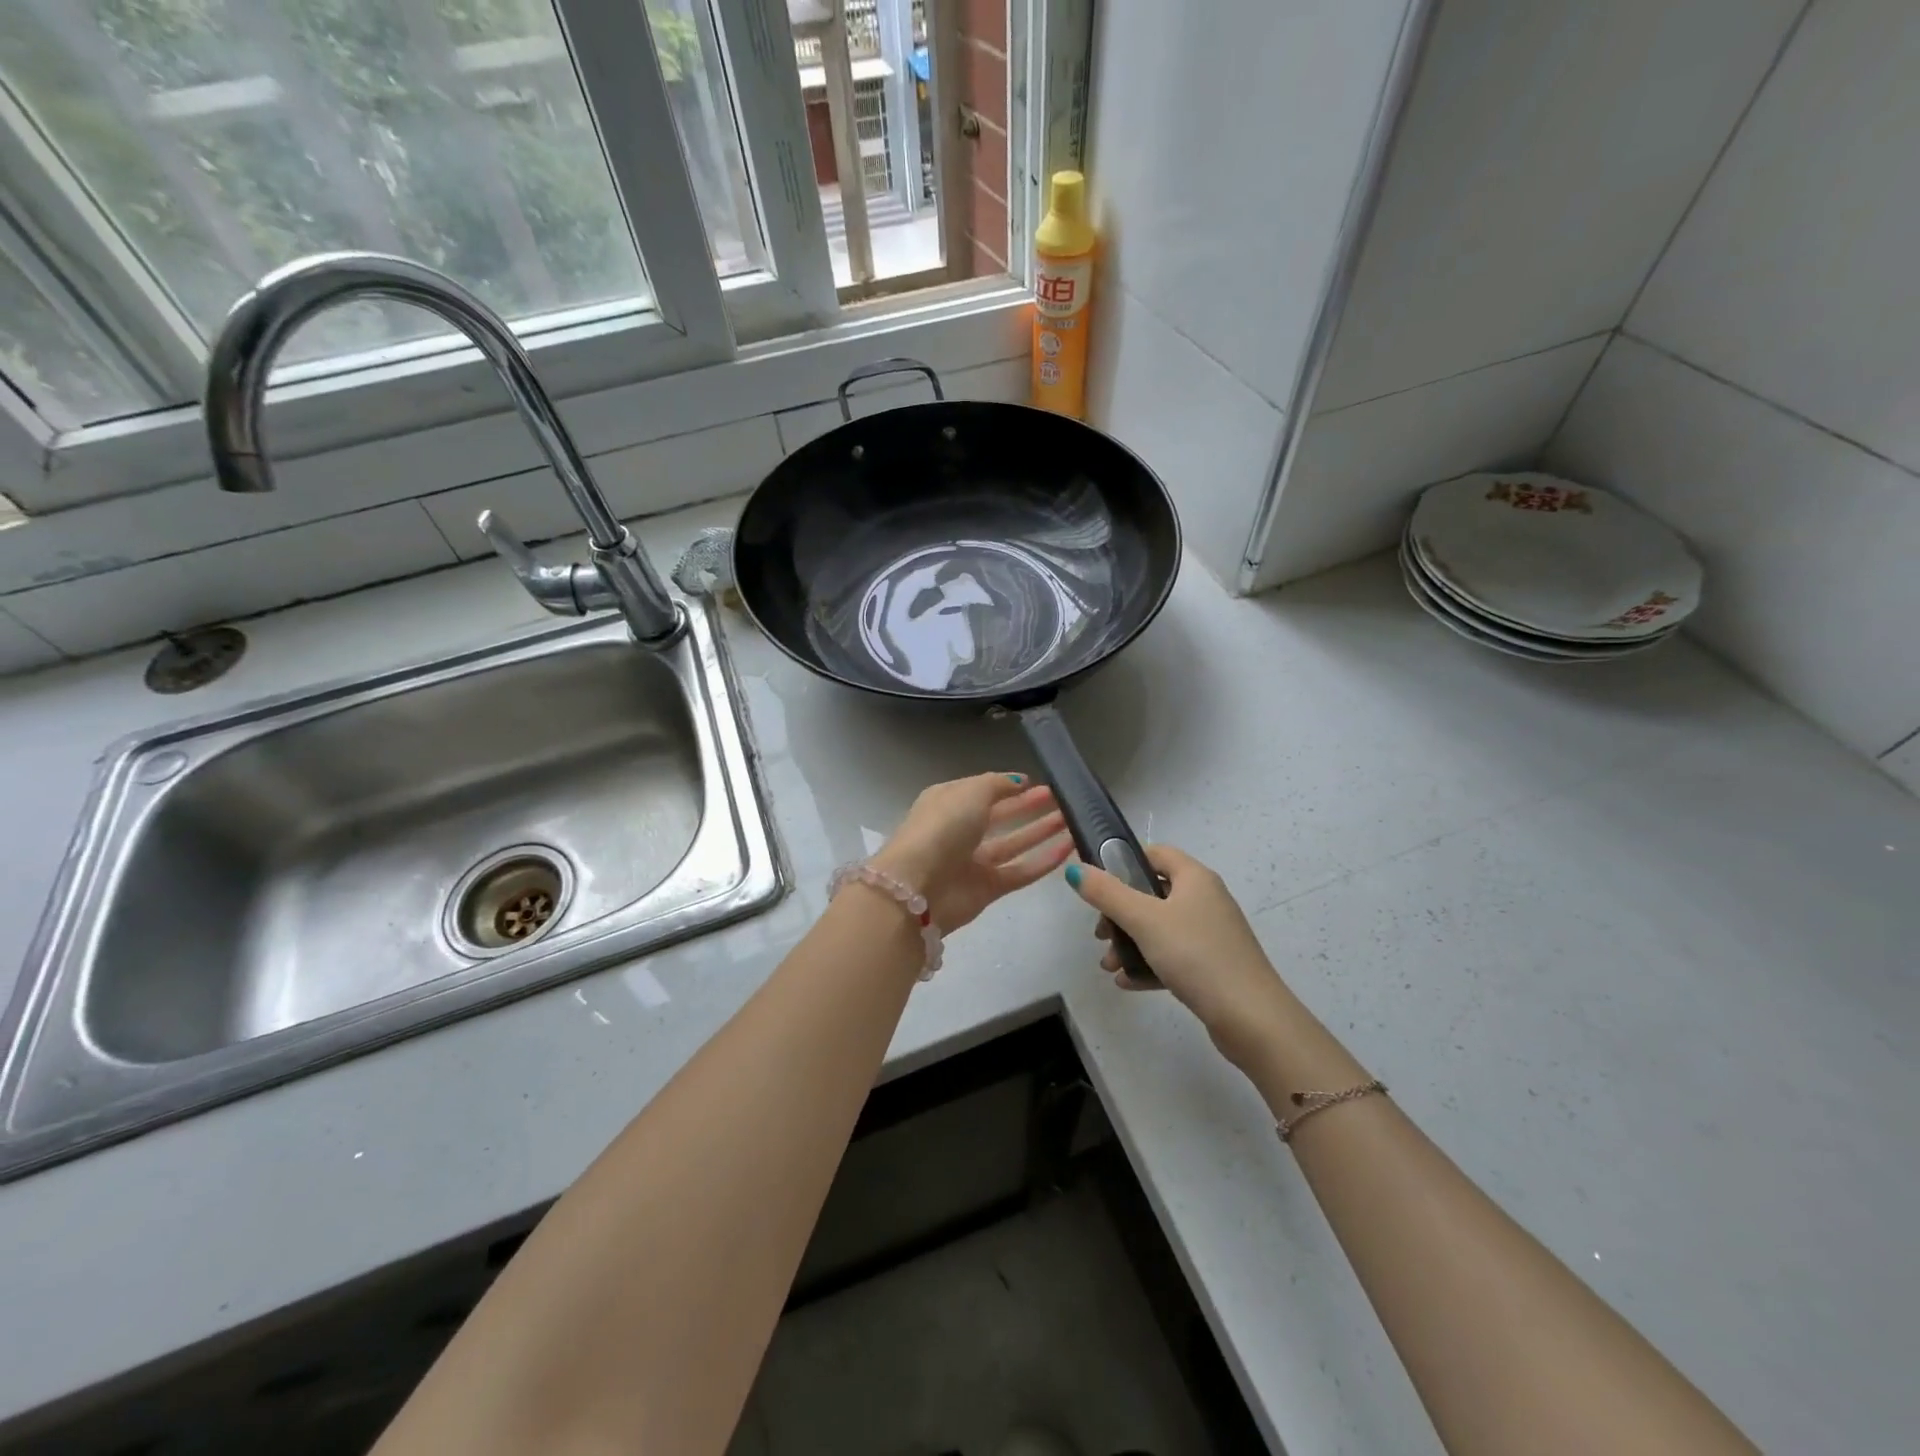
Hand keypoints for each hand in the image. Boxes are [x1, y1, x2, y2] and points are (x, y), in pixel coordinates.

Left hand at [874, 773, 1072, 932]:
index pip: (982, 791)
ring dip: (1041, 831)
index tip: (1038, 782)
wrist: (917, 887)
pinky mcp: (987, 889)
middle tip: (1061, 799)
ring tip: (1072, 820)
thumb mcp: (970, 792)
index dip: (1008, 786)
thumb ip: (997, 784)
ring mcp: (973, 862)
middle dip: (1028, 807)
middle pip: (1000, 816)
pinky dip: (1043, 861)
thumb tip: (1019, 781)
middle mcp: (959, 831)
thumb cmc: (941, 828)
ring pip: (1013, 844)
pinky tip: (1068, 848)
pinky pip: (1020, 872)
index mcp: (948, 802)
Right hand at [1066, 845, 1292, 1070]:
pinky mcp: (1212, 965)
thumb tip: (1074, 869)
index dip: (1124, 862)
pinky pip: (1173, 956)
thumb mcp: (1144, 920)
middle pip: (1152, 893)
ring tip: (1108, 965)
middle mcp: (1205, 899)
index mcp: (1194, 878)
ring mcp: (1211, 934)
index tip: (1098, 884)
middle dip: (1120, 913)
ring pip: (1160, 928)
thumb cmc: (1195, 955)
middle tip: (1100, 934)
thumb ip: (1106, 893)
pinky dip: (1149, 964)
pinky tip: (1127, 982)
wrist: (1250, 1017)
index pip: (1156, 853)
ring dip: (1130, 943)